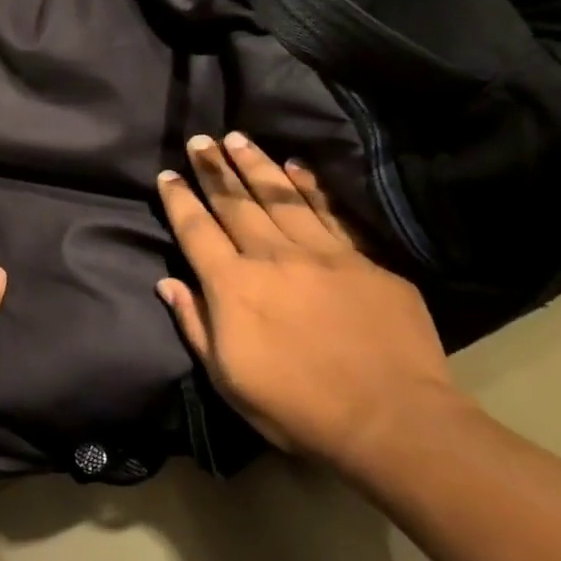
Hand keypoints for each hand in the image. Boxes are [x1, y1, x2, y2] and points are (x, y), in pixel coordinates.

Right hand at [155, 133, 461, 471]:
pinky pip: (331, 214)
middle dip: (214, 169)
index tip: (168, 174)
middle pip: (236, 203)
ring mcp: (323, 256)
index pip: (196, 230)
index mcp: (233, 286)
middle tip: (200, 139)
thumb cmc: (295, 406)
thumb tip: (168, 283)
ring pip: (281, 198)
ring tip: (238, 138)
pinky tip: (298, 167)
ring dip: (256, 165)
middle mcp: (272, 258)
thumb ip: (195, 323)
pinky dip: (311, 188)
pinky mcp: (365, 263)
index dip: (179, 200)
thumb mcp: (226, 376)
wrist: (392, 422)